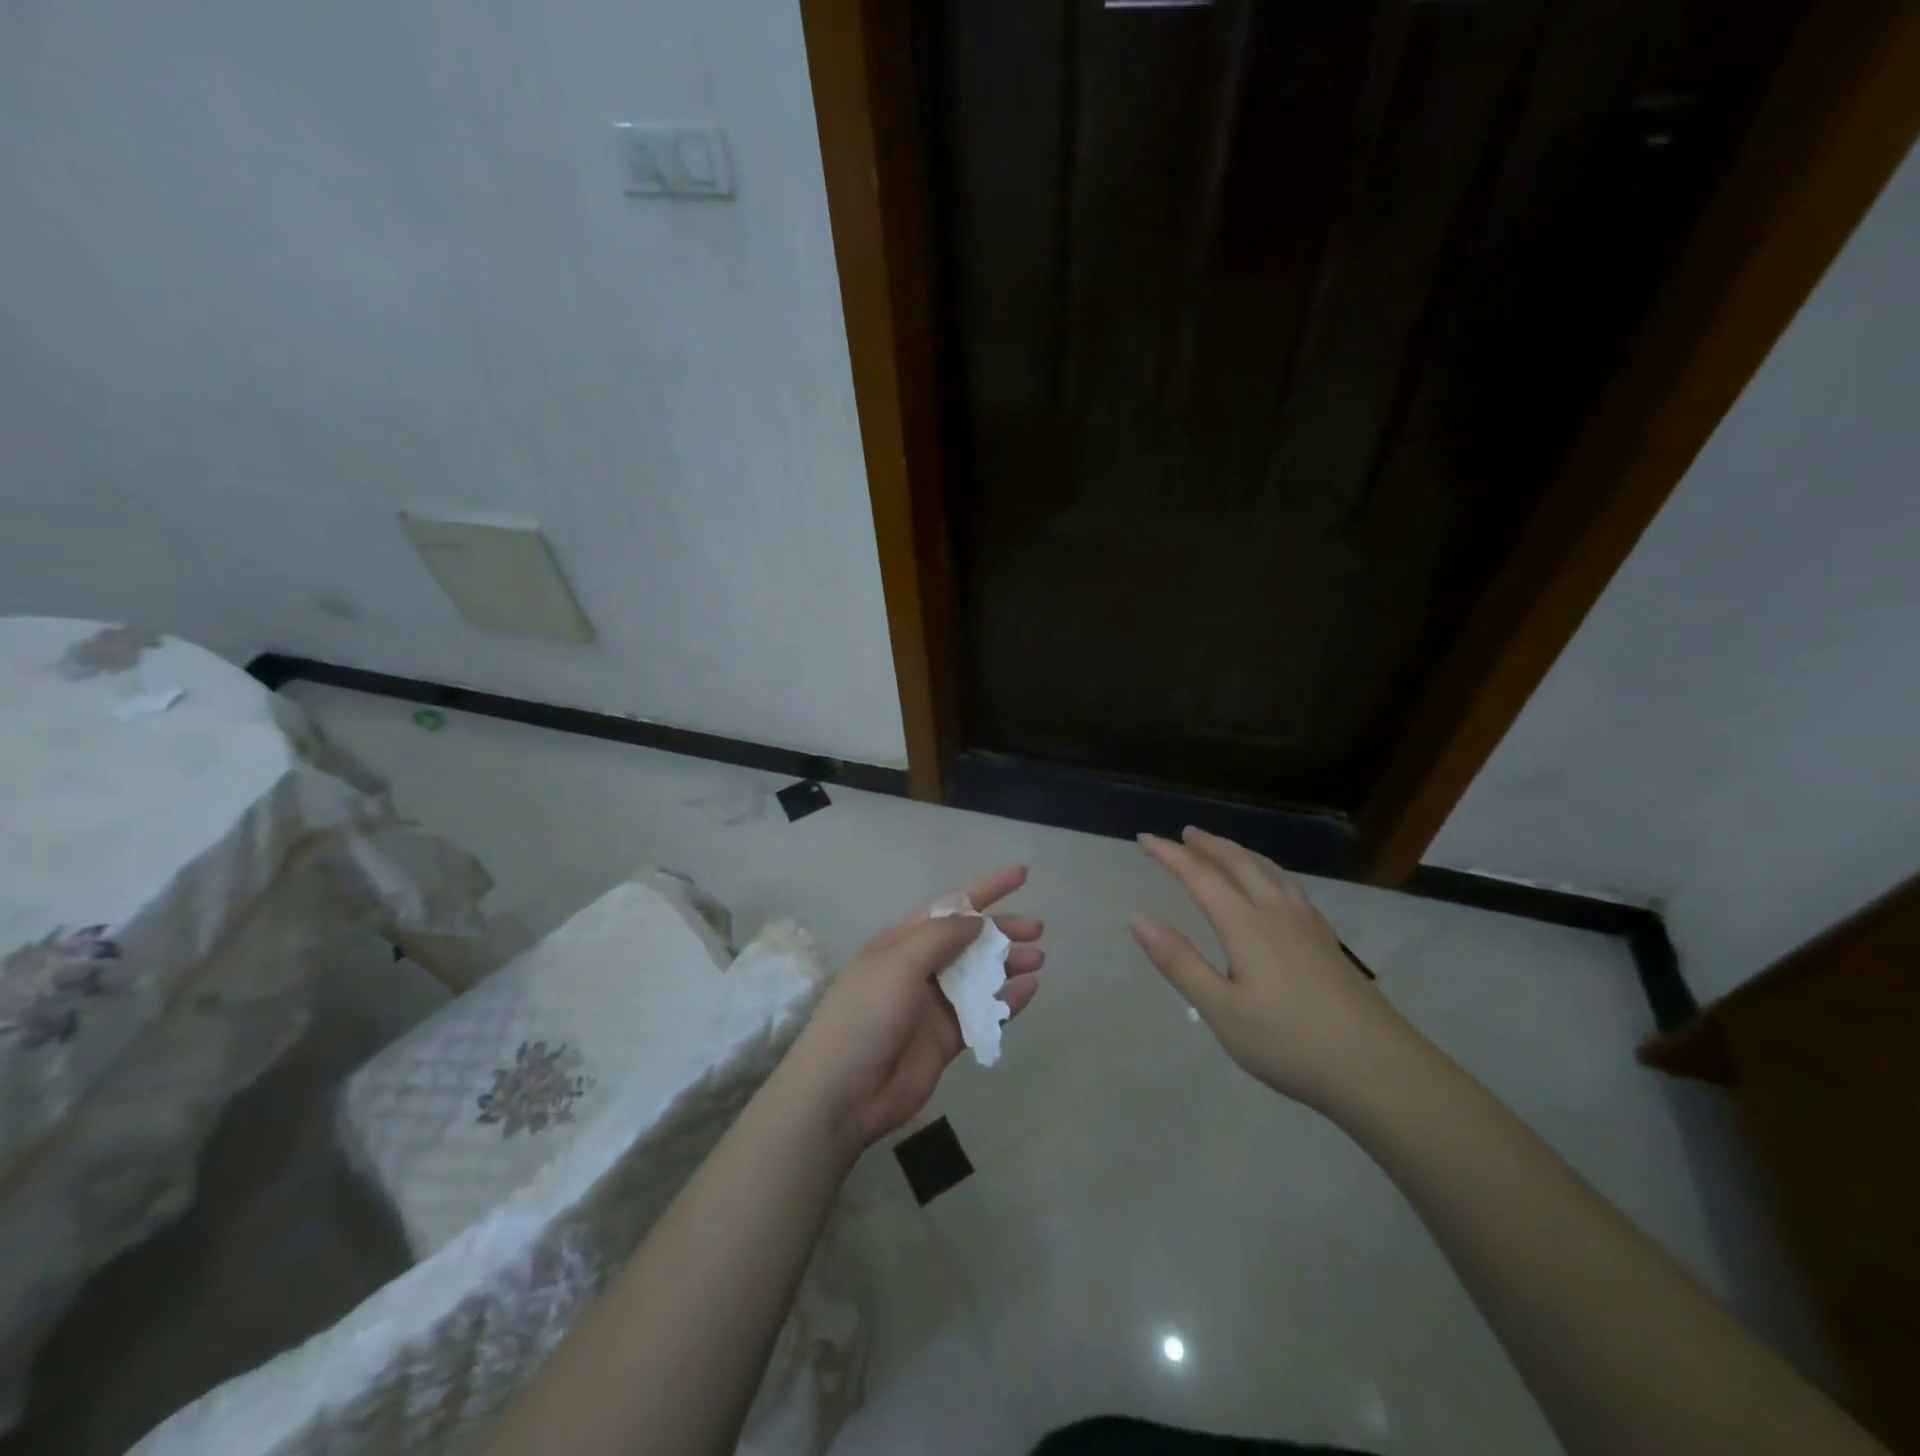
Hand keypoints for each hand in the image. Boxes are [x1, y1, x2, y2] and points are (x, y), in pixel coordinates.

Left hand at [780, 867, 1043, 1157]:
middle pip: (968, 940)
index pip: (949, 906)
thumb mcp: (898, 963)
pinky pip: (983, 1014)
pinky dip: (1007, 1002)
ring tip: (1038, 959)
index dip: (985, 889)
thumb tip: (977, 919)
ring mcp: (933, 1005)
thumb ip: (940, 937)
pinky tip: (1029, 991)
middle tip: (1037, 929)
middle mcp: (918, 968)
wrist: (843, 1093)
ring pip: (979, 976)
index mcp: (900, 942)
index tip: (1021, 875)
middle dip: (1002, 930)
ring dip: (1008, 965)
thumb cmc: (865, 1016)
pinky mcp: (946, 1039)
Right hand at [1130, 827, 1415, 1109]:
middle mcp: (1277, 913)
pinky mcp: (1328, 942)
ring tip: (1223, 848)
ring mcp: (1309, 926)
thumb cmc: (1289, 1043)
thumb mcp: (1221, 1010)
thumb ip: (1179, 962)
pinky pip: (1290, 887)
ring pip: (1270, 872)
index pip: (1200, 877)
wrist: (1379, 1070)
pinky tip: (1274, 887)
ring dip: (1240, 853)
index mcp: (1247, 925)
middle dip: (1209, 845)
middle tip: (1185, 832)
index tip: (1144, 838)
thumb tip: (1139, 919)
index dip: (1170, 855)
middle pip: (1240, 864)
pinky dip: (1268, 871)